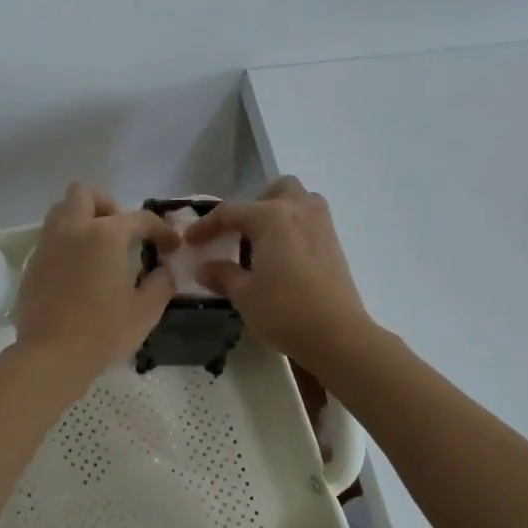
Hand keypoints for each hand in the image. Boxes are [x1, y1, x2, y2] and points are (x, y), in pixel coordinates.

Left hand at [17, 184, 182, 383]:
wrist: (50, 357)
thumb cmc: (103, 332)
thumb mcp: (145, 311)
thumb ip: (162, 283)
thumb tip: (166, 270)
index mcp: (104, 235)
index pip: (139, 218)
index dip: (160, 230)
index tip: (171, 246)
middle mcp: (72, 230)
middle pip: (84, 194)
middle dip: (106, 205)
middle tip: (122, 233)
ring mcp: (48, 245)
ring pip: (61, 211)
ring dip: (82, 220)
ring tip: (100, 249)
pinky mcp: (32, 265)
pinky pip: (51, 239)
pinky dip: (67, 243)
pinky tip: (79, 272)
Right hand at [185, 177, 373, 371]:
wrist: (338, 336)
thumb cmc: (285, 311)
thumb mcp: (244, 294)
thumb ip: (222, 275)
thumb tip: (203, 268)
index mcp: (271, 217)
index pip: (229, 212)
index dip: (206, 226)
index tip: (190, 242)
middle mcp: (298, 210)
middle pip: (274, 190)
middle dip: (254, 206)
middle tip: (239, 234)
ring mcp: (321, 225)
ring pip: (298, 201)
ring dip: (279, 212)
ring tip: (263, 242)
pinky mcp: (335, 243)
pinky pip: (310, 221)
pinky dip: (294, 228)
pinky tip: (283, 258)